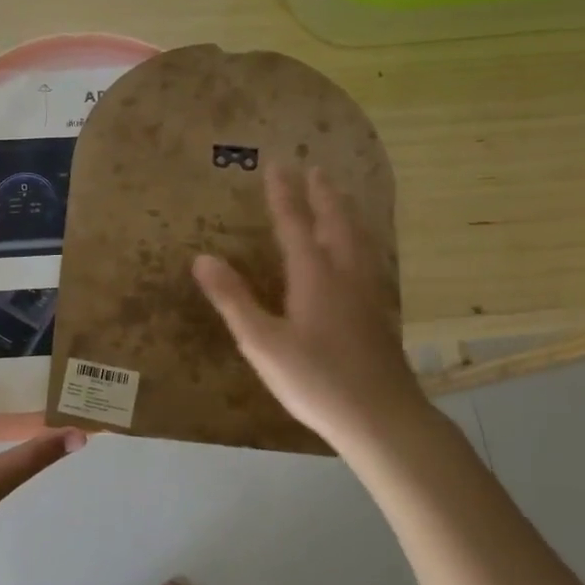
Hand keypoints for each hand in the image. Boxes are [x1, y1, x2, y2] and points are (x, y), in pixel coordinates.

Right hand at [192, 165, 424, 460]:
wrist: (382, 419)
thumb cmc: (316, 380)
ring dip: (344, 214)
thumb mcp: (262, 342)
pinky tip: (357, 257)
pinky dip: (357, 241)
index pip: (295, 225)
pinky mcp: (377, 316)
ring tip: (340, 200)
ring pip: (357, 241)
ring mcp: (366, 295)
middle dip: (323, 196)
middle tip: (316, 170)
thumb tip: (202, 258)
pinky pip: (366, 260)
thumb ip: (233, 299)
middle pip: (335, 224)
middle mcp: (344, 276)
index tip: (278, 165)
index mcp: (315, 276)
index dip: (284, 195)